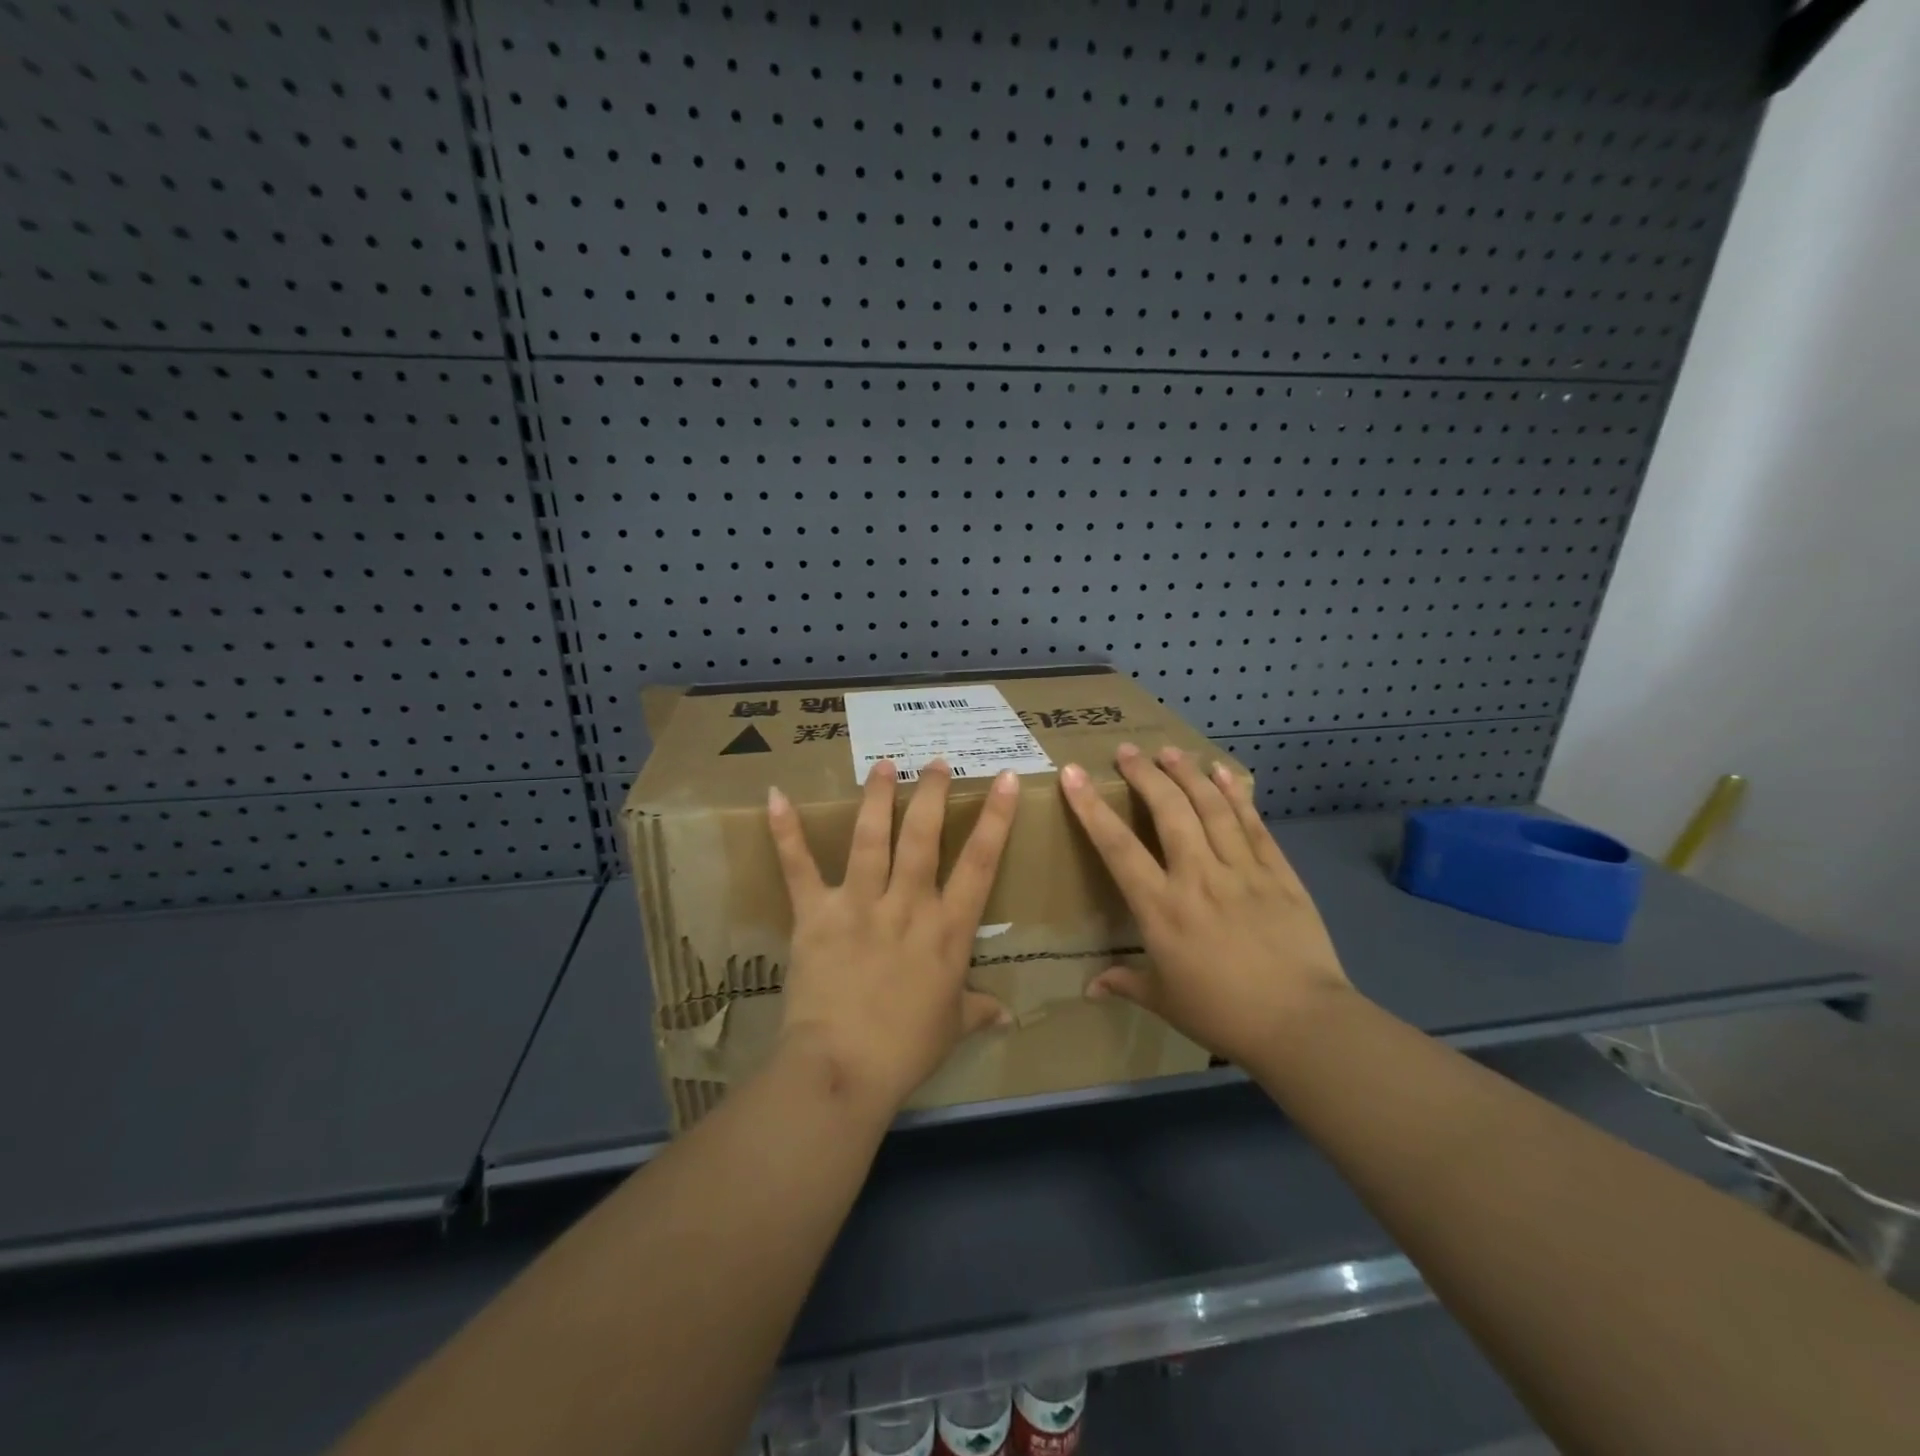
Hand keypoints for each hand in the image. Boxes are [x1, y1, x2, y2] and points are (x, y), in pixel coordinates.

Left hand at [767, 758, 1018, 1112]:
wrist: (843, 1068)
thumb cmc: (906, 1050)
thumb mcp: (951, 1027)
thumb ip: (978, 1010)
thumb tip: (1006, 1015)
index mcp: (947, 929)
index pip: (981, 862)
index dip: (997, 818)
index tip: (1006, 779)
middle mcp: (907, 904)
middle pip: (923, 837)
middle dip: (931, 794)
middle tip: (934, 762)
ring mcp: (859, 904)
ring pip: (871, 838)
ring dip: (876, 797)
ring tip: (883, 766)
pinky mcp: (816, 914)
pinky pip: (799, 867)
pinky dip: (786, 832)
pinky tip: (775, 796)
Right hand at [1059, 743, 1351, 1067]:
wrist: (1302, 1024)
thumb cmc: (1223, 1014)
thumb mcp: (1165, 1001)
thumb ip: (1126, 983)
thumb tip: (1089, 988)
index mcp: (1161, 908)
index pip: (1117, 847)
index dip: (1091, 807)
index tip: (1073, 774)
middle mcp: (1198, 877)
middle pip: (1168, 811)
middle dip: (1145, 775)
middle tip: (1127, 750)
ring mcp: (1241, 871)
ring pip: (1211, 808)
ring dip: (1188, 774)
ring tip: (1170, 750)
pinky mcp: (1279, 873)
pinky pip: (1253, 825)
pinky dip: (1236, 795)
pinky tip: (1224, 772)